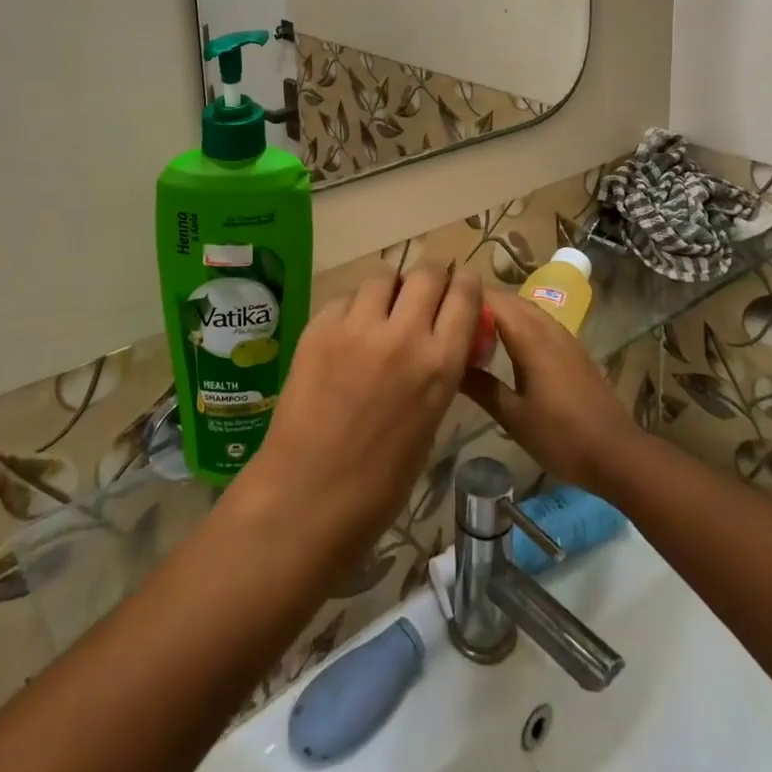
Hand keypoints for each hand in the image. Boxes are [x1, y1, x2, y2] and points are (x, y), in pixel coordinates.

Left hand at [234, 265, 479, 572]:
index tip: (461, 287)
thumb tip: (441, 339)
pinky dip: (353, 309)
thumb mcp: (430, 422)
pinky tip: (347, 334)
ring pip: (383, 277)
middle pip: (427, 273)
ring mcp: (357, 327)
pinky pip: (345, 299)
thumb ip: (439, 371)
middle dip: (432, 277)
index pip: (465, 295)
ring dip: (390, 289)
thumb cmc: (379, 482)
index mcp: (439, 364)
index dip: (465, 284)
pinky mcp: (319, 327)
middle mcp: (403, 334)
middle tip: (424, 293)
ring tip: (382, 310)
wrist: (306, 498)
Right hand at [460, 293, 646, 497]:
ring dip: (498, 311)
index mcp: (530, 336)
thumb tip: (448, 364)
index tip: (437, 303)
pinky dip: (515, 322)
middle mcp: (546, 326)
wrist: (617, 453)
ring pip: (523, 308)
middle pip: (507, 298)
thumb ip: (480, 386)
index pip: (491, 298)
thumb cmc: (562, 436)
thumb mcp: (513, 416)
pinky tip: (503, 346)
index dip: (464, 295)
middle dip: (478, 301)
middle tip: (447, 318)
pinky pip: (536, 321)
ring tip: (469, 329)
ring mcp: (562, 335)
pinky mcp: (571, 348)